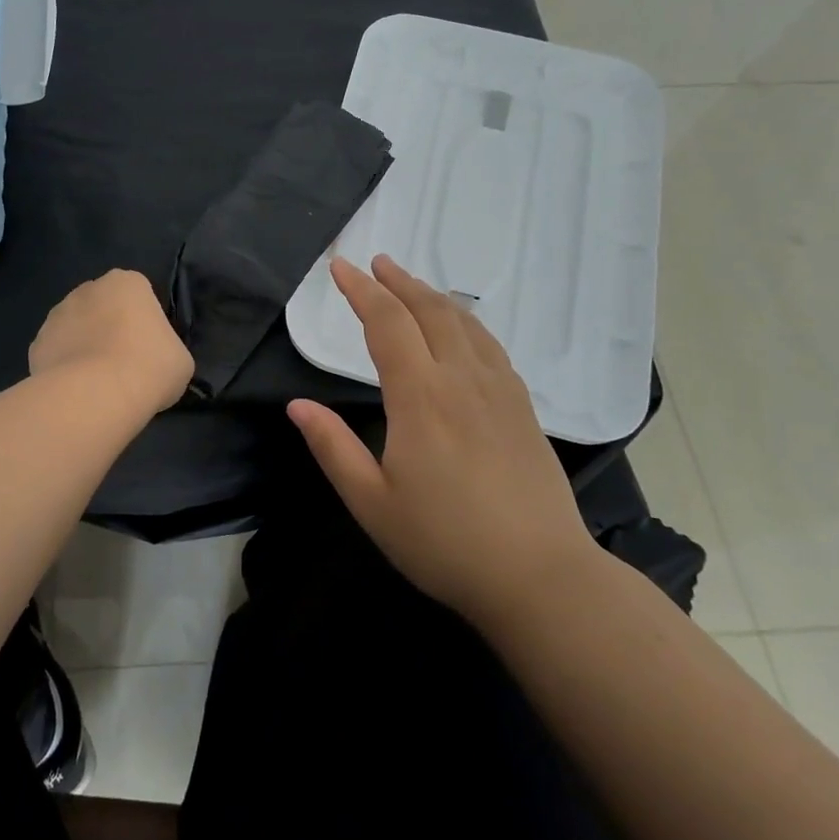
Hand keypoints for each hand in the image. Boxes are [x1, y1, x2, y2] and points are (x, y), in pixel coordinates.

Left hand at [30, 270, 194, 418]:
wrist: (95, 395)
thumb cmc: (149, 368)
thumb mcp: (179, 360)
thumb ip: (166, 348)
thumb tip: (153, 360)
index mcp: (127, 282)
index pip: (139, 295)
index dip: (145, 323)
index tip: (149, 349)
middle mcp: (88, 289)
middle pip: (103, 306)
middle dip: (109, 328)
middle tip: (123, 364)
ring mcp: (57, 315)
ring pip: (75, 328)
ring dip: (84, 346)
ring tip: (97, 382)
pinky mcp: (36, 344)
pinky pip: (56, 353)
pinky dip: (63, 368)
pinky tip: (75, 391)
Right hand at [287, 256, 599, 624]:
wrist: (541, 577)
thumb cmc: (444, 543)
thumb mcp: (371, 503)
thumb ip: (332, 447)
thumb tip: (297, 405)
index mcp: (421, 397)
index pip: (387, 324)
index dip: (361, 291)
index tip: (341, 267)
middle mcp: (463, 380)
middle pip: (430, 311)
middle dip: (398, 281)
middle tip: (374, 262)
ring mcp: (500, 392)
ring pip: (465, 324)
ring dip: (433, 296)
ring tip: (410, 284)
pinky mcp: (525, 410)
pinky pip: (492, 347)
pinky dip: (467, 323)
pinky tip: (462, 330)